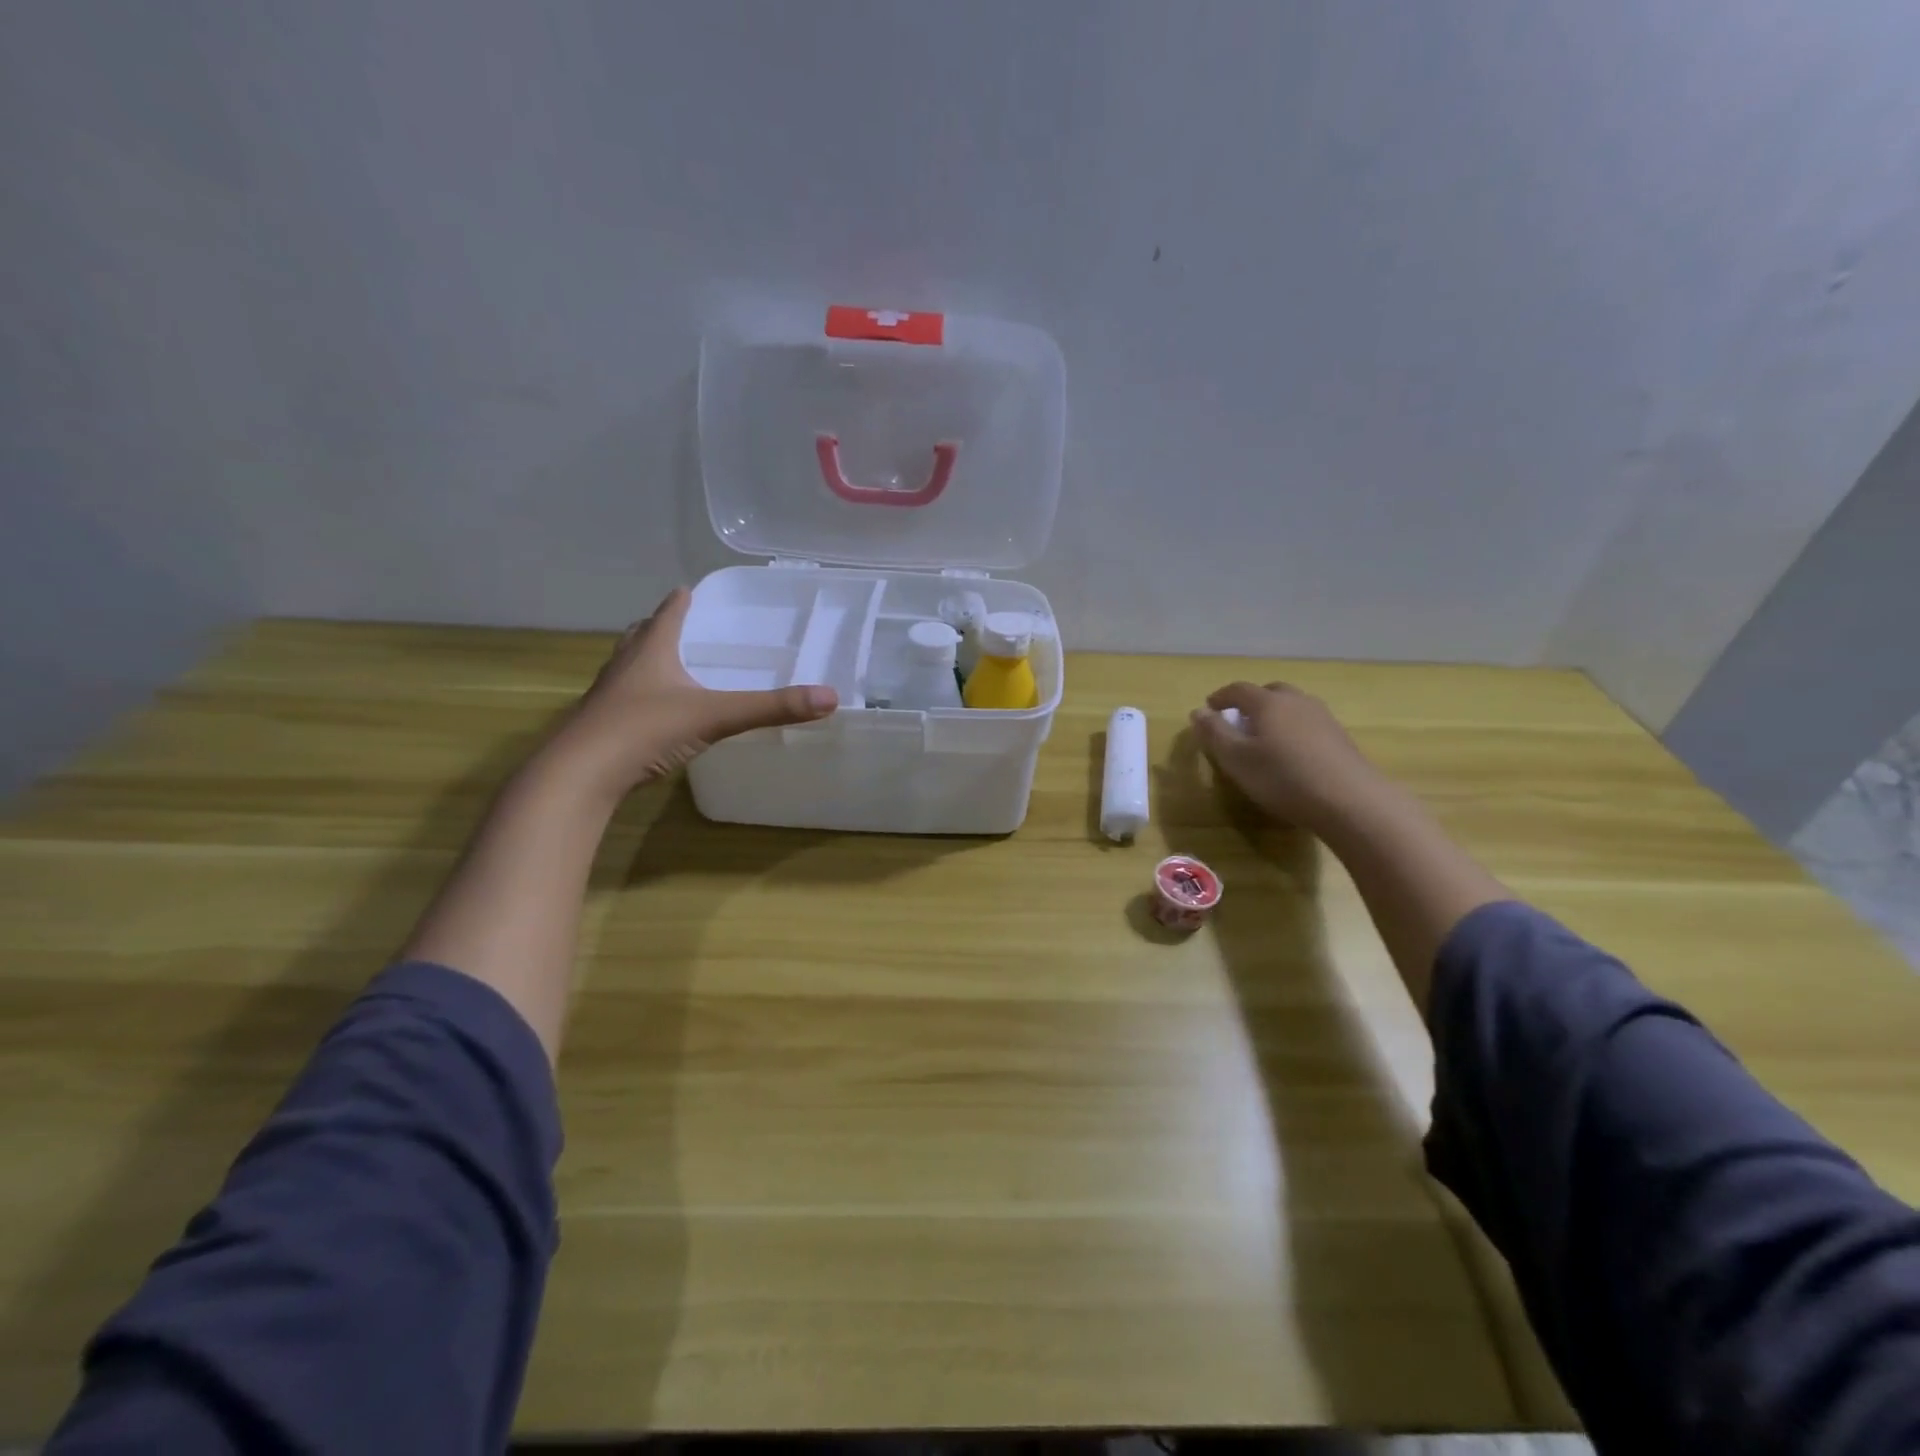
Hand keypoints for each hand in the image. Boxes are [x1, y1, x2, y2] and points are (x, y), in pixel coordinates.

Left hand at [547, 587, 836, 802]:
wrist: (580, 775)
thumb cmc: (645, 730)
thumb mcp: (716, 716)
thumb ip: (771, 708)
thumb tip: (830, 698)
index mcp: (651, 650)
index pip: (668, 613)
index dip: (681, 600)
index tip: (691, 589)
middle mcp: (625, 665)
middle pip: (642, 635)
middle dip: (661, 627)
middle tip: (683, 626)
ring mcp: (608, 696)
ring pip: (629, 666)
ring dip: (647, 659)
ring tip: (669, 664)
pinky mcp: (601, 725)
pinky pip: (625, 698)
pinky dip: (642, 695)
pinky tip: (655, 712)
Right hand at [1189, 681, 1382, 831]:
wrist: (1350, 800)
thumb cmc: (1282, 777)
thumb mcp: (1236, 759)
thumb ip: (1214, 733)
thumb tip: (1198, 711)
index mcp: (1267, 703)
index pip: (1238, 690)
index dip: (1220, 697)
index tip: (1209, 708)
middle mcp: (1296, 701)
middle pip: (1269, 692)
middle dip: (1250, 702)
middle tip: (1238, 721)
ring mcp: (1323, 717)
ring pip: (1292, 707)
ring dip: (1275, 716)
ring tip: (1265, 738)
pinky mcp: (1340, 737)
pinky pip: (1308, 724)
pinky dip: (1293, 730)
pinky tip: (1292, 754)